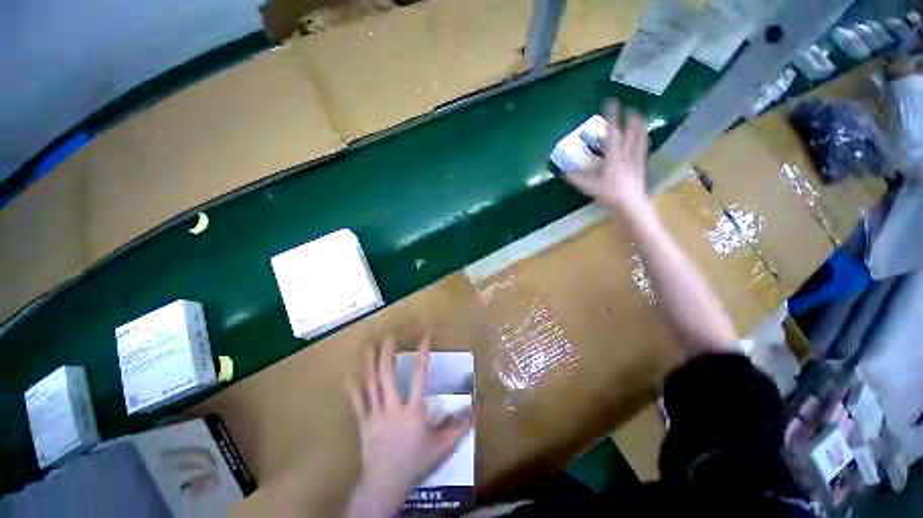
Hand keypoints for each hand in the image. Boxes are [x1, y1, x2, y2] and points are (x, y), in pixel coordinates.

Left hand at [344, 336, 471, 517]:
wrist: (386, 485)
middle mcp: (393, 408)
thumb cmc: (416, 462)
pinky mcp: (364, 423)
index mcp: (413, 411)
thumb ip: (460, 427)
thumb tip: (477, 410)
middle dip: (387, 354)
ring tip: (369, 346)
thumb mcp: (442, 446)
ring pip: (371, 385)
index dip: (423, 354)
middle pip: (387, 376)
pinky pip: (358, 403)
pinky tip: (348, 376)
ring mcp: (376, 415)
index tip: (425, 337)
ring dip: (369, 364)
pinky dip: (353, 389)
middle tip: (388, 336)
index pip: (420, 376)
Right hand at [564, 101, 650, 213]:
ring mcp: (636, 157)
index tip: (611, 103)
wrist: (630, 203)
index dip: (612, 117)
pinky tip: (644, 136)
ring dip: (639, 125)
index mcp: (613, 156)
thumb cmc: (609, 194)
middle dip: (630, 117)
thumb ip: (575, 178)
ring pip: (640, 137)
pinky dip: (643, 138)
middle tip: (627, 108)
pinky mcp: (641, 164)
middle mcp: (626, 153)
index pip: (613, 132)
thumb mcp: (588, 186)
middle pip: (631, 131)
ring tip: (638, 117)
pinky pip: (644, 147)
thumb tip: (562, 172)